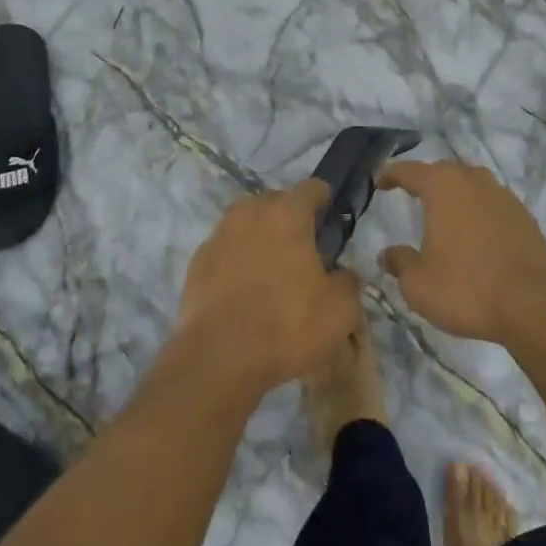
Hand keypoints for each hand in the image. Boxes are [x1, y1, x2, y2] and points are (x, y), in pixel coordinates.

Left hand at [175, 179, 362, 395]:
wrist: (218, 357)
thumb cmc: (286, 325)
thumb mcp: (339, 311)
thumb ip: (348, 283)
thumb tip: (344, 274)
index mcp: (288, 214)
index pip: (311, 188)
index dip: (323, 196)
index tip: (329, 209)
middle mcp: (251, 213)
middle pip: (274, 200)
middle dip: (289, 214)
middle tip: (302, 242)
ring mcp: (219, 235)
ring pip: (245, 222)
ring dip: (259, 234)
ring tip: (271, 262)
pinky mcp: (197, 262)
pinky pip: (224, 249)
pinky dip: (236, 258)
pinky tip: (243, 285)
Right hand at [376, 160, 545, 344]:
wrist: (535, 304)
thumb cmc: (467, 288)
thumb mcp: (419, 284)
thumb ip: (400, 263)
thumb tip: (387, 255)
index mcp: (442, 187)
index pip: (409, 170)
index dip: (390, 173)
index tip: (379, 180)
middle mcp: (472, 180)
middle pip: (443, 171)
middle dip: (425, 180)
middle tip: (410, 193)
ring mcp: (502, 195)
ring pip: (470, 184)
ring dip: (454, 193)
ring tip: (443, 212)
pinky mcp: (523, 215)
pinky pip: (491, 203)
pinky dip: (477, 210)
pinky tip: (474, 233)